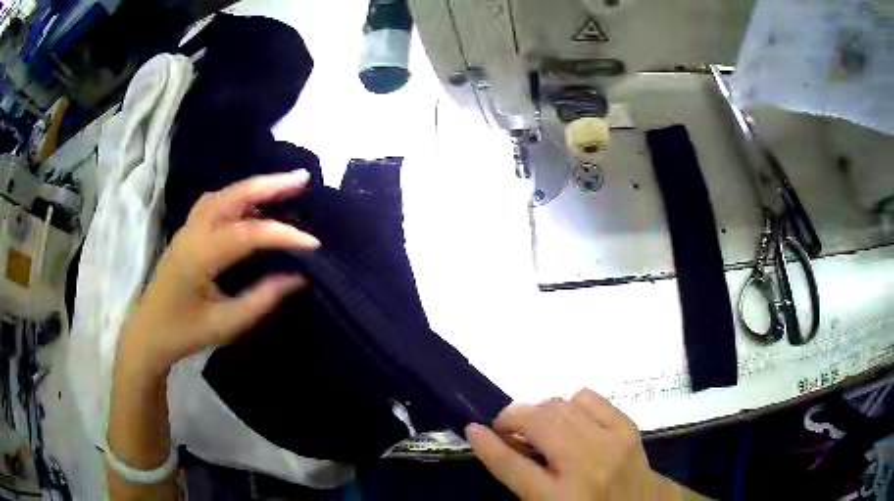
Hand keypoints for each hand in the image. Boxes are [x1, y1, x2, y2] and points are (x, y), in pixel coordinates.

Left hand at [118, 170, 319, 378]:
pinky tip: (253, 205)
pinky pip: (215, 203)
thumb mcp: (225, 324)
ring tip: (283, 187)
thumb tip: (298, 278)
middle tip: (302, 179)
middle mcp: (192, 232)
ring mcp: (187, 228)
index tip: (313, 243)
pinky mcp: (187, 232)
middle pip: (232, 196)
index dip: (282, 235)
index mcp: (199, 256)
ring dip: (254, 187)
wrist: (149, 332)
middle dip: (269, 184)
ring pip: (223, 195)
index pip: (247, 234)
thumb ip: (261, 299)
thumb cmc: (184, 332)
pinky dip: (238, 197)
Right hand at [467, 389, 667, 500]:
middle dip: (511, 418)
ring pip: (560, 407)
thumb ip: (523, 480)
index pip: (511, 467)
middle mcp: (584, 467)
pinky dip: (570, 402)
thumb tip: (503, 444)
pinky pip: (589, 398)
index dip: (486, 445)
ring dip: (538, 410)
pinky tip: (568, 417)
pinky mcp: (627, 428)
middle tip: (504, 427)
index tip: (472, 428)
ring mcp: (610, 443)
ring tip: (534, 423)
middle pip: (537, 425)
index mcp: (558, 499)